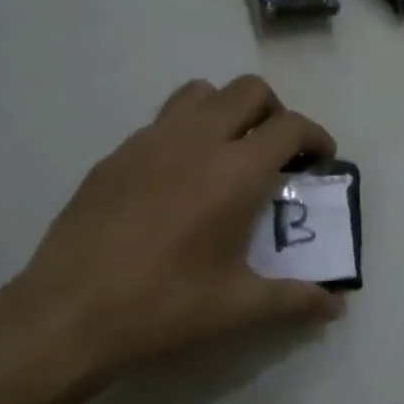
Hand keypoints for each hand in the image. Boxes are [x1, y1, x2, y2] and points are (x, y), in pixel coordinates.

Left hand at [11, 76, 345, 387]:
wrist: (69, 313)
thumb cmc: (163, 308)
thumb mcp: (237, 308)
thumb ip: (294, 300)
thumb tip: (334, 305)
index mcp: (233, 172)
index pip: (290, 127)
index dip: (316, 138)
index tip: (320, 162)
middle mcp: (194, 141)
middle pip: (248, 91)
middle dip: (274, 113)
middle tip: (276, 156)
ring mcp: (148, 142)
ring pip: (199, 93)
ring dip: (226, 111)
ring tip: (228, 155)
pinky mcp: (114, 156)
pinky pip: (161, 122)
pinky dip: (185, 132)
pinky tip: (177, 181)